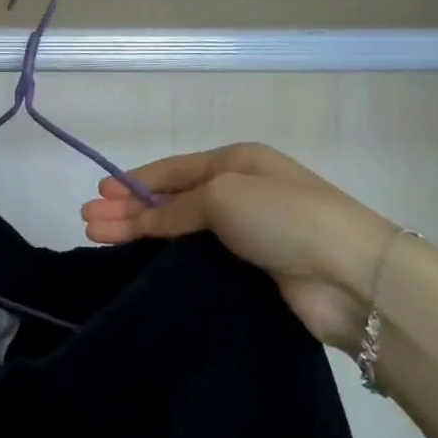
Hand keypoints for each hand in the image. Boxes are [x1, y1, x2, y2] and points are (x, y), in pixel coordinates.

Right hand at [81, 143, 397, 352]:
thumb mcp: (222, 196)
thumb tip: (143, 218)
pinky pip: (197, 257)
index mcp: (236, 162)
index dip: (133, 181)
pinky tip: (140, 263)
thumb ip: (175, 208)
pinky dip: (167, 257)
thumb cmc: (283, 217)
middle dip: (127, 209)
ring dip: (139, 232)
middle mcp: (240, 192)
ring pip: (180, 230)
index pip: (173, 169)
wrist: (350, 275)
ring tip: (98, 239)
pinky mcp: (252, 269)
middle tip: (87, 223)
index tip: (99, 194)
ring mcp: (247, 232)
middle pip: (171, 199)